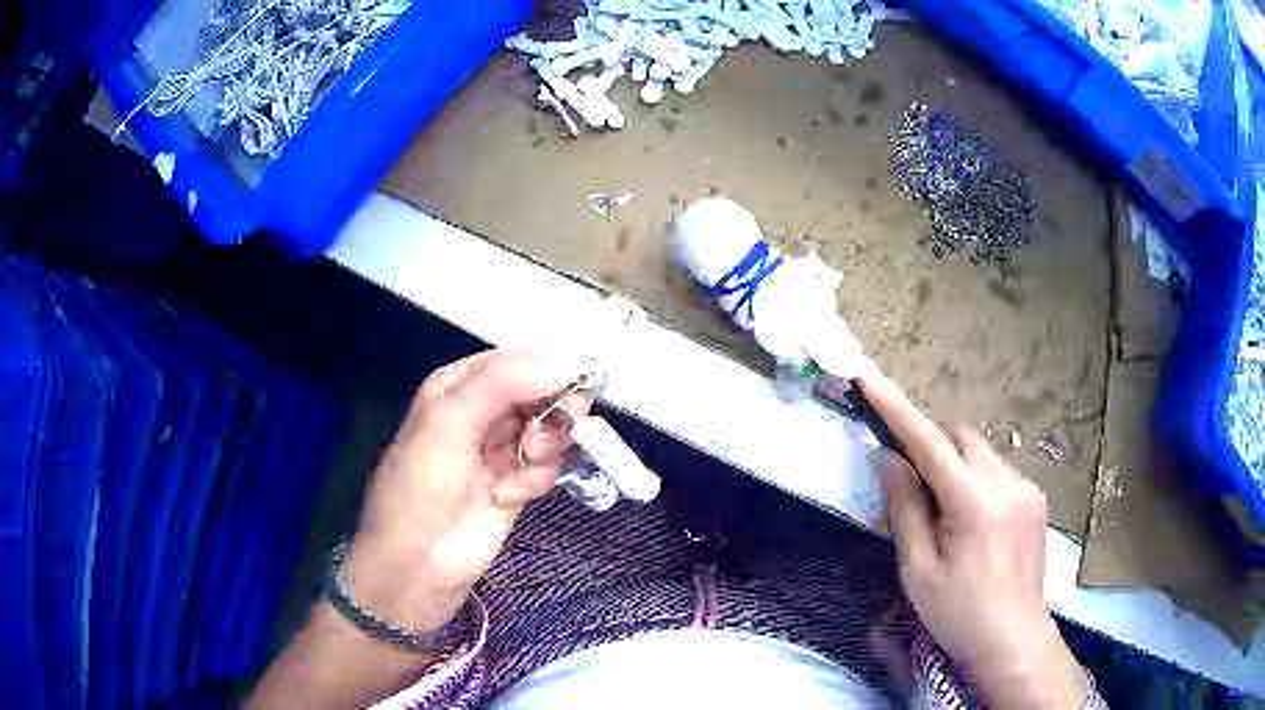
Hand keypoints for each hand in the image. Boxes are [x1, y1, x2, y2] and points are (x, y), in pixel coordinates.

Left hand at [347, 349, 590, 632]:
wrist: (418, 563)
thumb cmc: (423, 485)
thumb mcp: (450, 420)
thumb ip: (504, 382)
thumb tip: (568, 359)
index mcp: (460, 385)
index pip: (518, 361)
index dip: (548, 371)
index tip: (573, 390)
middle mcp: (483, 411)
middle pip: (541, 394)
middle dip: (548, 416)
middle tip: (538, 441)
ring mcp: (501, 449)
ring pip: (550, 430)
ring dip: (544, 450)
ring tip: (517, 473)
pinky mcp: (517, 483)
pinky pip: (548, 465)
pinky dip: (537, 478)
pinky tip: (510, 495)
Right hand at [860, 375, 1088, 709]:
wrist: (1013, 640)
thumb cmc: (958, 614)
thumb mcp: (919, 571)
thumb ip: (905, 510)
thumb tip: (890, 460)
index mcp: (973, 502)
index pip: (928, 443)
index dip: (896, 410)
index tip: (869, 380)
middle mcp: (1006, 482)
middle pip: (961, 437)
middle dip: (933, 446)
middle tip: (913, 486)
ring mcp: (1027, 488)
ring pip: (982, 453)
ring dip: (957, 466)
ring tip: (948, 516)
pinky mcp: (1037, 499)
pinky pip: (1000, 472)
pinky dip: (979, 481)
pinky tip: (977, 524)